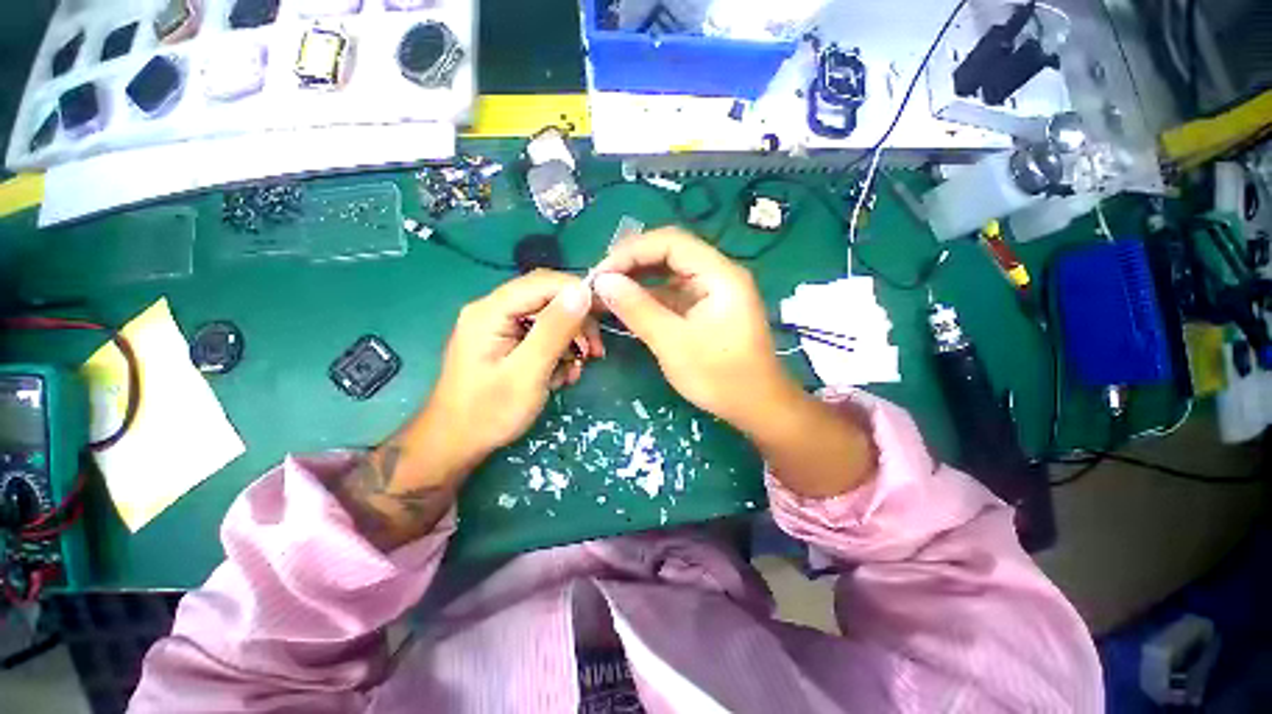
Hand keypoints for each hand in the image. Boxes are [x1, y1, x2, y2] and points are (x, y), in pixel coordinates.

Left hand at [331, 271, 600, 550]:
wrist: (456, 444)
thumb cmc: (489, 412)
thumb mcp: (528, 372)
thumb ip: (554, 330)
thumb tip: (582, 291)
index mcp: (491, 311)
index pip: (543, 282)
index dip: (578, 293)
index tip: (604, 317)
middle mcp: (494, 311)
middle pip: (547, 299)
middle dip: (576, 323)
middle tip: (594, 352)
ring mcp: (499, 327)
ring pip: (548, 319)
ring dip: (569, 341)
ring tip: (576, 369)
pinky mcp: (506, 342)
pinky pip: (541, 336)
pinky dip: (557, 352)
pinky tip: (561, 374)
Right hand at [594, 229, 875, 497]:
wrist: (758, 408)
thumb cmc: (720, 377)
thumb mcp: (673, 343)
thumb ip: (638, 308)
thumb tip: (602, 281)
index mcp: (719, 274)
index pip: (670, 242)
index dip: (631, 252)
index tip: (601, 274)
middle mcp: (718, 275)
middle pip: (669, 254)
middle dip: (632, 265)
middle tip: (599, 284)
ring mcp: (712, 293)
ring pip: (669, 275)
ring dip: (638, 282)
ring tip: (607, 295)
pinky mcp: (706, 310)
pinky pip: (673, 295)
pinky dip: (649, 300)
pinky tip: (628, 308)